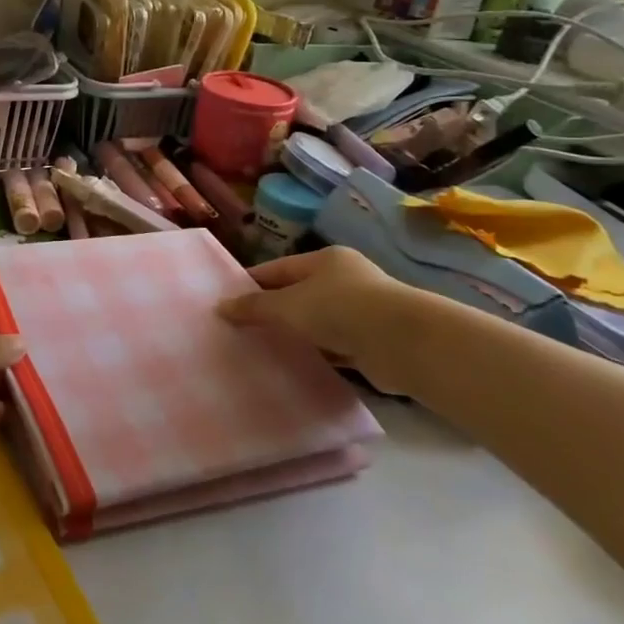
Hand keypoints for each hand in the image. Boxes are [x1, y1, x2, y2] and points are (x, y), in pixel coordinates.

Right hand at [216, 247, 422, 394]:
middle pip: (298, 293)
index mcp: (325, 260)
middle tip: (242, 328)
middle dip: (273, 310)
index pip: (278, 268)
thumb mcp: (288, 306)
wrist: (403, 343)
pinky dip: (318, 353)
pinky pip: (335, 345)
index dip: (252, 283)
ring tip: (264, 349)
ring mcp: (362, 310)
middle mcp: (345, 279)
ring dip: (297, 333)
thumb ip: (254, 307)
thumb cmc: (339, 309)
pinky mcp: (373, 341)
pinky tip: (298, 364)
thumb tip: (220, 307)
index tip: (228, 301)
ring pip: (317, 321)